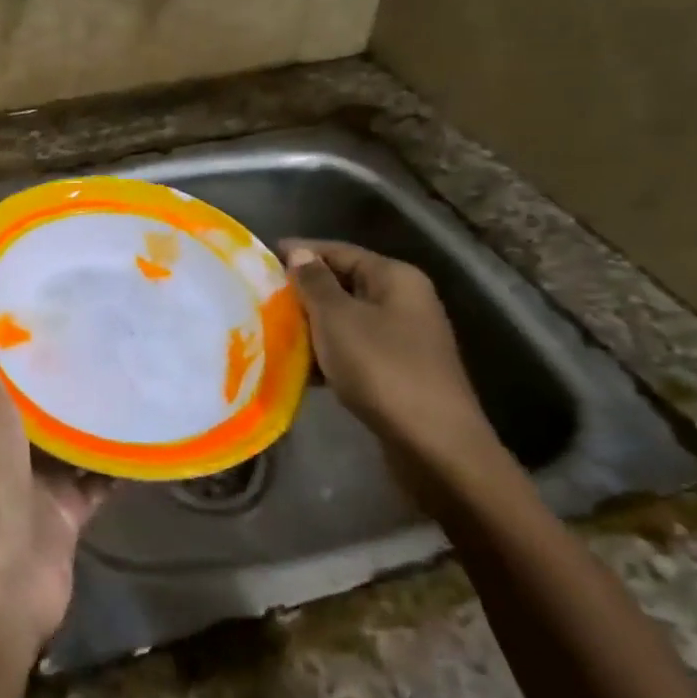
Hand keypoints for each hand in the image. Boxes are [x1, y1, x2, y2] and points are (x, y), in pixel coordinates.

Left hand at [0, 297, 108, 647]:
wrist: (5, 573)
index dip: (19, 345)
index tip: (50, 308)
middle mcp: (6, 450)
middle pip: (38, 408)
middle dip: (64, 379)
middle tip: (104, 337)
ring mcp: (37, 485)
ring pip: (70, 444)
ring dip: (93, 419)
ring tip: (131, 375)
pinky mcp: (68, 515)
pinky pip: (98, 482)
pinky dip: (118, 465)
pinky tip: (147, 435)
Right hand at [280, 240, 498, 474]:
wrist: (436, 447)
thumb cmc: (382, 369)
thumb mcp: (337, 318)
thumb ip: (314, 282)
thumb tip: (300, 252)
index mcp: (395, 278)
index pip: (339, 250)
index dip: (301, 251)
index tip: (261, 259)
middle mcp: (404, 301)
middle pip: (344, 283)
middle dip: (303, 291)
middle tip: (260, 297)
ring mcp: (404, 338)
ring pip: (346, 319)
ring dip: (311, 324)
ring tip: (270, 329)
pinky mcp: (398, 371)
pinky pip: (353, 349)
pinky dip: (327, 353)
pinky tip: (296, 367)